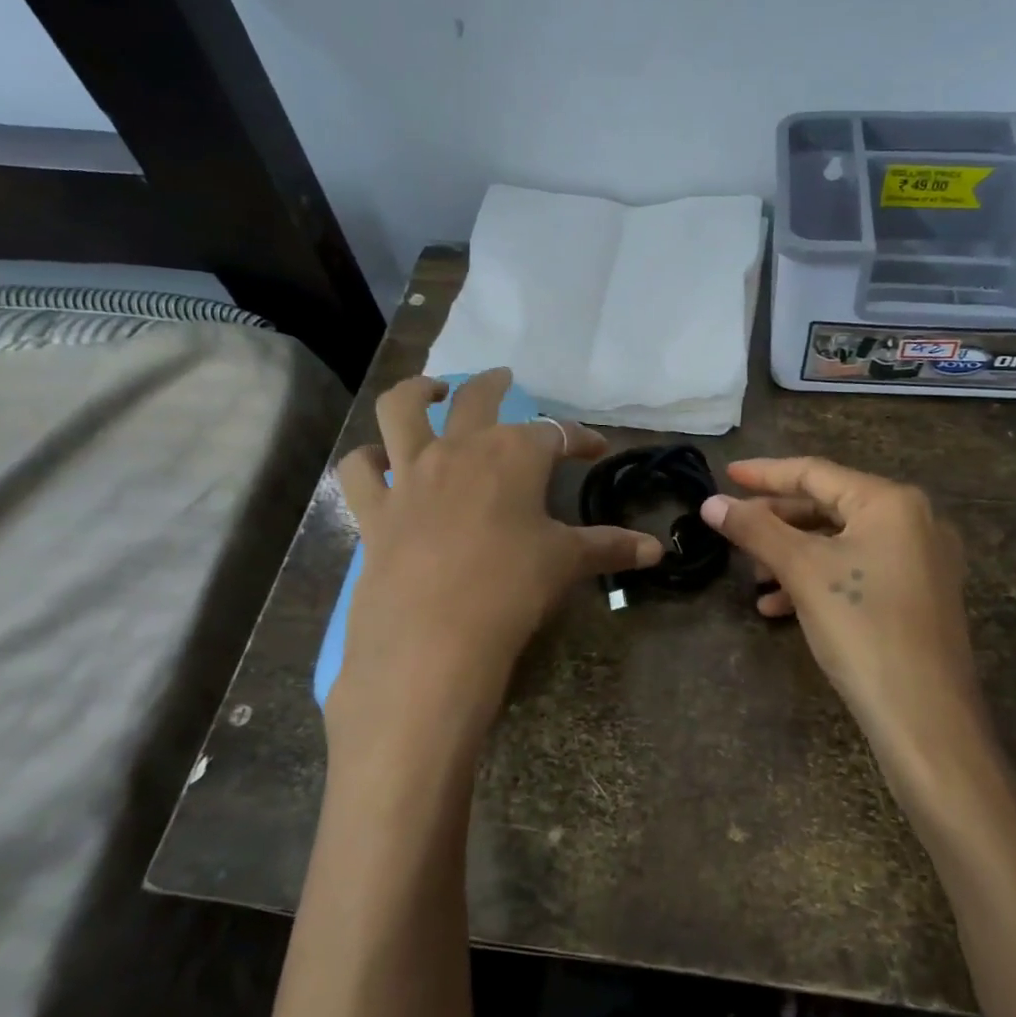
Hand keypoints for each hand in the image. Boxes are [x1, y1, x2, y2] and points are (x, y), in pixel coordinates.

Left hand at [335, 370, 663, 723]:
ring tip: (429, 392)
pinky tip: (376, 462)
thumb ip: (611, 547)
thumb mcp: (566, 562)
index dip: (580, 438)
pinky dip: (367, 460)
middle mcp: (459, 449)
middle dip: (495, 384)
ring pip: (402, 410)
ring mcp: (410, 475)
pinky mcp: (374, 510)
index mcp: (513, 455)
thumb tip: (656, 549)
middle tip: (505, 379)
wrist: (433, 637)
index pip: (556, 433)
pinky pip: (359, 470)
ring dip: (417, 393)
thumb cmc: (512, 588)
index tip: (596, 448)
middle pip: (477, 397)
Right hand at [700, 457, 982, 779]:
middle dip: (777, 522)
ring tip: (754, 578)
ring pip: (841, 543)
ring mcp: (921, 561)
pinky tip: (780, 608)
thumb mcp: (803, 572)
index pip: (816, 473)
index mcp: (891, 502)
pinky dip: (818, 581)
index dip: (765, 473)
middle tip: (735, 530)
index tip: (726, 474)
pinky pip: (859, 572)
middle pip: (829, 507)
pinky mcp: (918, 597)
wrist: (925, 717)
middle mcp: (913, 521)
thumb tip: (711, 503)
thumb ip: (755, 530)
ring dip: (793, 556)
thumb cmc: (863, 628)